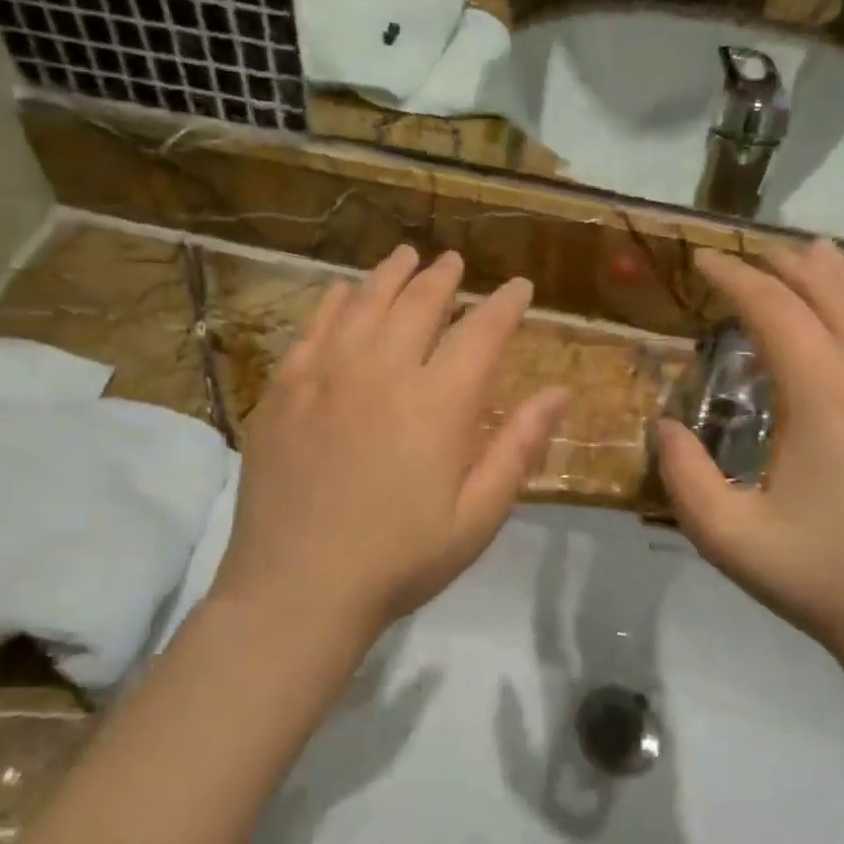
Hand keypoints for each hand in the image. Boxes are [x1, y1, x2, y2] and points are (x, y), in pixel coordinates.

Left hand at [212, 245, 569, 645]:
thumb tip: (559, 393)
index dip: (506, 304)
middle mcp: (383, 370)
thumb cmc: (400, 559)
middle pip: (419, 303)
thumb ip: (518, 448)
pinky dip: (336, 303)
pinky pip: (314, 327)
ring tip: (406, 256)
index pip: (482, 332)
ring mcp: (326, 374)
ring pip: (365, 303)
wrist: (298, 586)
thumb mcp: (477, 516)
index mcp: (439, 402)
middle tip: (454, 262)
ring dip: (391, 275)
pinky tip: (345, 293)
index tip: (520, 288)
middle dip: (443, 278)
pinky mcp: (285, 388)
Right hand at [656, 242, 843, 678]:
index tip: (704, 260)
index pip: (776, 311)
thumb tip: (666, 425)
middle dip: (788, 266)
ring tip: (811, 260)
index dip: (736, 278)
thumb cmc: (829, 585)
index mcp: (829, 399)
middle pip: (836, 296)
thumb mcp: (729, 538)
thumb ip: (682, 475)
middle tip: (752, 252)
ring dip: (836, 286)